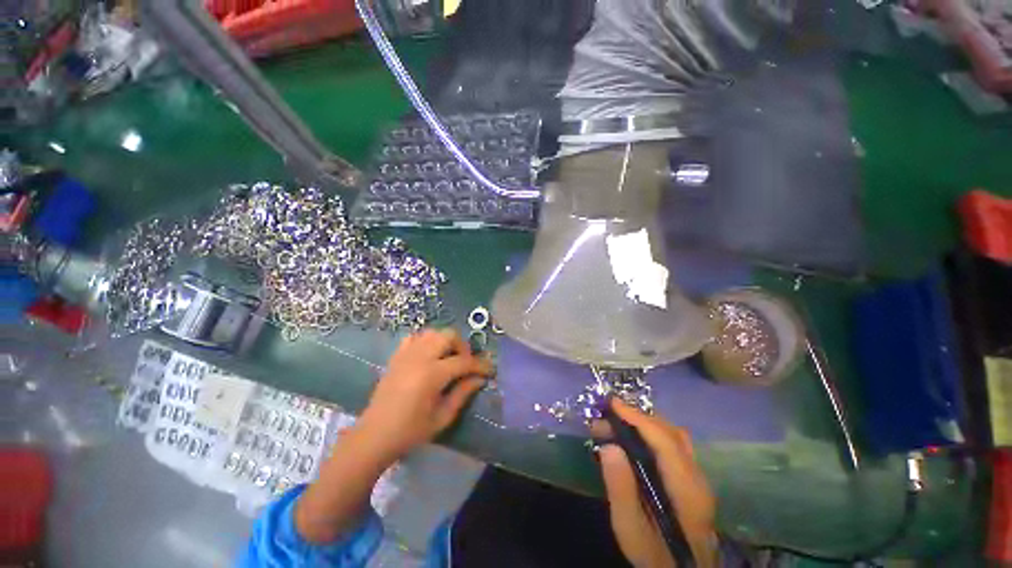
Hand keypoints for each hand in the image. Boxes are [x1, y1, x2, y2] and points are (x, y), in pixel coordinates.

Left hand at [355, 329, 492, 465]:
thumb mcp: (442, 417)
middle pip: (449, 335)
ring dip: (446, 341)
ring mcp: (406, 354)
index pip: (464, 361)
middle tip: (467, 363)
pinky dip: (426, 341)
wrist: (374, 436)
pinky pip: (415, 337)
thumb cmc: (411, 431)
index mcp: (432, 374)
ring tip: (449, 358)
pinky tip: (429, 355)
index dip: (480, 364)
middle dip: (463, 346)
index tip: (490, 370)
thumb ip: (463, 393)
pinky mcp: (397, 356)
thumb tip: (480, 378)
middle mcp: (420, 357)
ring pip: (433, 332)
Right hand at [594, 400, 716, 567]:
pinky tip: (634, 440)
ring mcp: (697, 477)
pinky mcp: (692, 479)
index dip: (637, 417)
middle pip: (670, 432)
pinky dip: (651, 433)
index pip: (663, 440)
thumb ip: (621, 489)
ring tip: (616, 424)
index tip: (612, 403)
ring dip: (644, 422)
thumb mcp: (630, 529)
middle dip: (636, 417)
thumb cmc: (655, 555)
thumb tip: (609, 446)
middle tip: (606, 417)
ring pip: (673, 435)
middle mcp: (697, 476)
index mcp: (686, 489)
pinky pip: (672, 444)